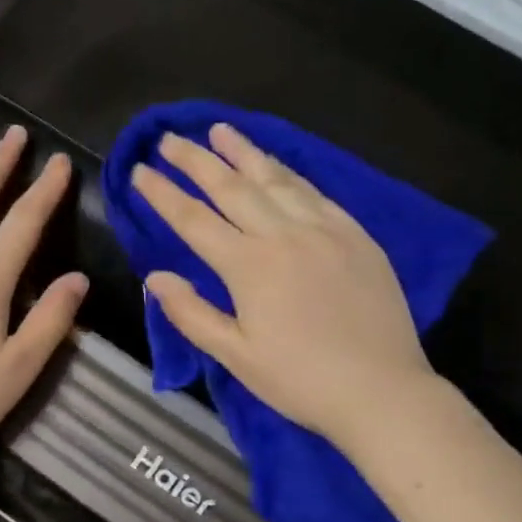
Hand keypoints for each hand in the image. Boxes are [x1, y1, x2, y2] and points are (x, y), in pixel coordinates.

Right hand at [133, 123, 433, 442]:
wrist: (381, 390)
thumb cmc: (300, 380)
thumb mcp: (236, 356)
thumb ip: (192, 314)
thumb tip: (155, 277)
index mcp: (249, 266)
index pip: (194, 220)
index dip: (163, 194)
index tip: (139, 172)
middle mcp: (284, 235)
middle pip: (232, 187)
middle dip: (196, 161)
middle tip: (170, 139)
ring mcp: (325, 230)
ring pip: (276, 180)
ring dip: (243, 153)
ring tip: (219, 131)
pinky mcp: (356, 235)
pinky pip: (315, 193)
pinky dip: (289, 173)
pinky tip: (276, 165)